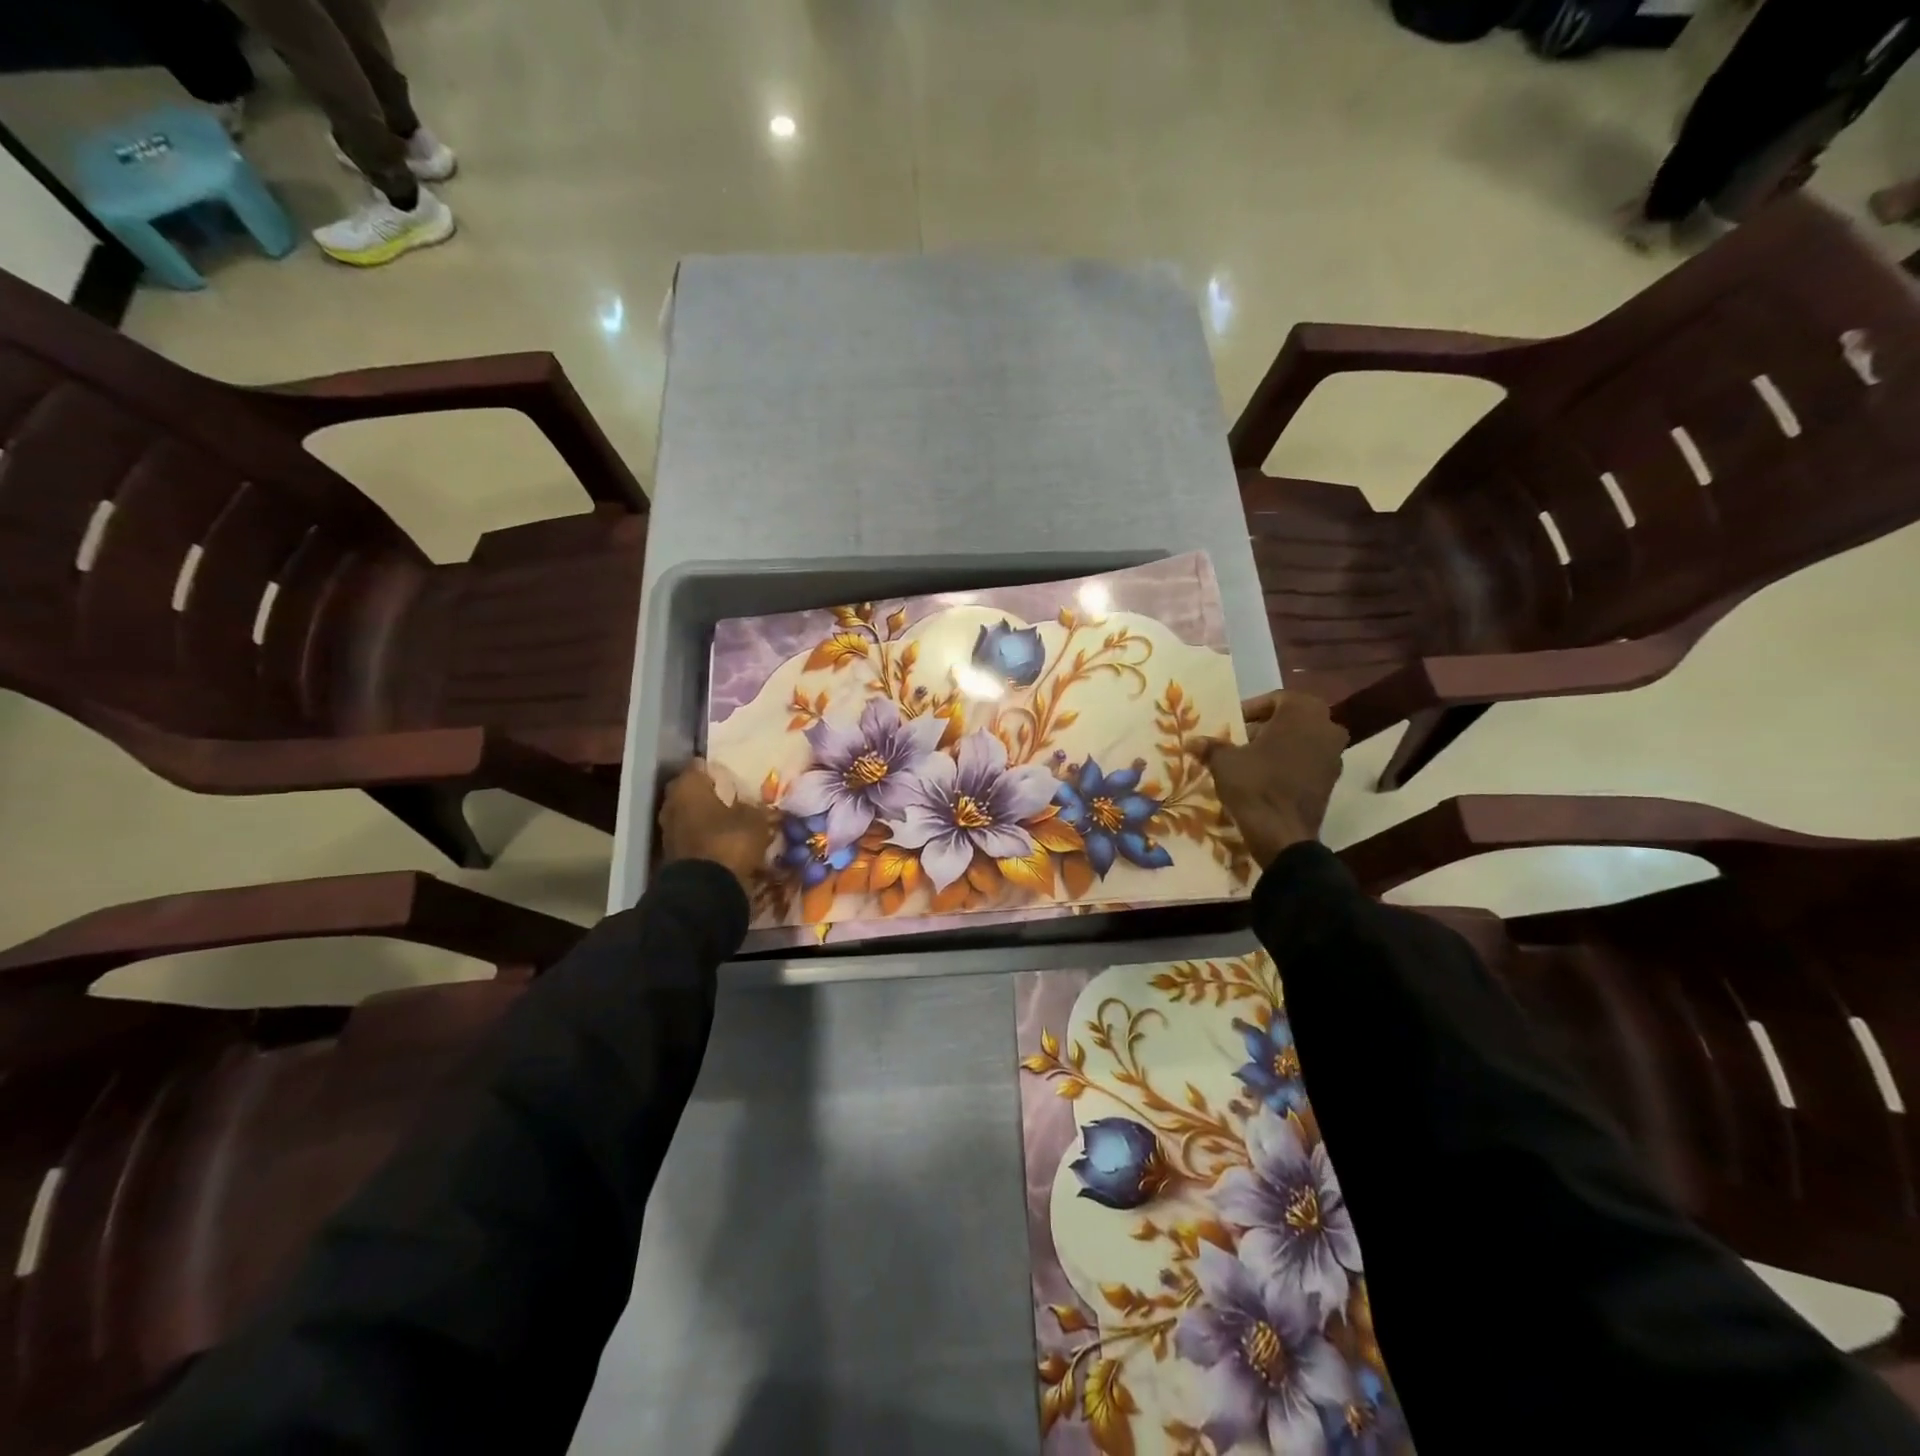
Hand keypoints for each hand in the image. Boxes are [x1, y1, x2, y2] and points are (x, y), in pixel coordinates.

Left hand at [658, 761, 772, 893]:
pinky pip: (690, 836)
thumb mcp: (755, 821)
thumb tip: (756, 805)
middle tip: (731, 796)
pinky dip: (703, 836)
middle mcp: (672, 803)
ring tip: (729, 820)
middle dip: (708, 793)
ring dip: (705, 816)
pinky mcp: (672, 854)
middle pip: (691, 791)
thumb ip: (755, 807)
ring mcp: (668, 830)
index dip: (716, 769)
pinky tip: (721, 840)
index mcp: (688, 786)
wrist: (706, 891)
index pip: (699, 766)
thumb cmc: (730, 842)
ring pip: (689, 814)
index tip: (732, 773)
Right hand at [1202, 692, 1348, 869]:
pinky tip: (1267, 780)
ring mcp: (1334, 755)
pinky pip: (1309, 762)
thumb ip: (1211, 746)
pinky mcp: (1332, 780)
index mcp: (1302, 711)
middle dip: (1265, 728)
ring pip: (1302, 740)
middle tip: (1240, 742)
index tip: (1232, 726)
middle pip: (1291, 719)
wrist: (1282, 835)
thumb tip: (1192, 741)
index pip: (1275, 699)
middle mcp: (1327, 727)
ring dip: (1279, 746)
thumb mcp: (1224, 762)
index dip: (1250, 711)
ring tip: (1251, 762)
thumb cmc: (1255, 786)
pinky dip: (1290, 765)